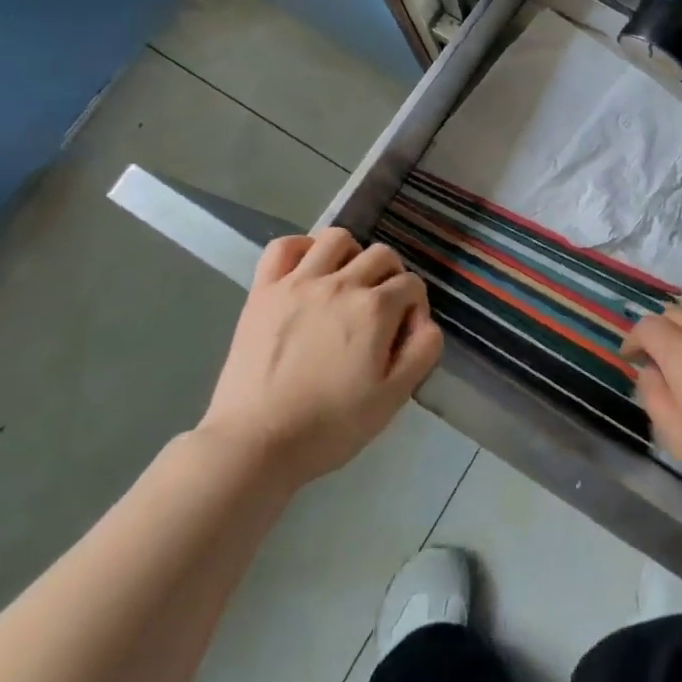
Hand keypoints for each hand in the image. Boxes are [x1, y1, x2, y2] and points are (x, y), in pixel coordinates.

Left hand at [199, 229, 442, 488]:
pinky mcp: (263, 290)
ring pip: (336, 239)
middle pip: (381, 255)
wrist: (256, 442)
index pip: (411, 285)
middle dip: (391, 277)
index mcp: (375, 309)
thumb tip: (425, 322)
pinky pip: (284, 247)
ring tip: (345, 283)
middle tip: (380, 311)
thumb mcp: (392, 398)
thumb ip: (422, 352)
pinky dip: (301, 249)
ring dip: (351, 255)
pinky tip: (307, 271)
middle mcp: (340, 284)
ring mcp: (298, 283)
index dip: (415, 308)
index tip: (402, 336)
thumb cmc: (329, 427)